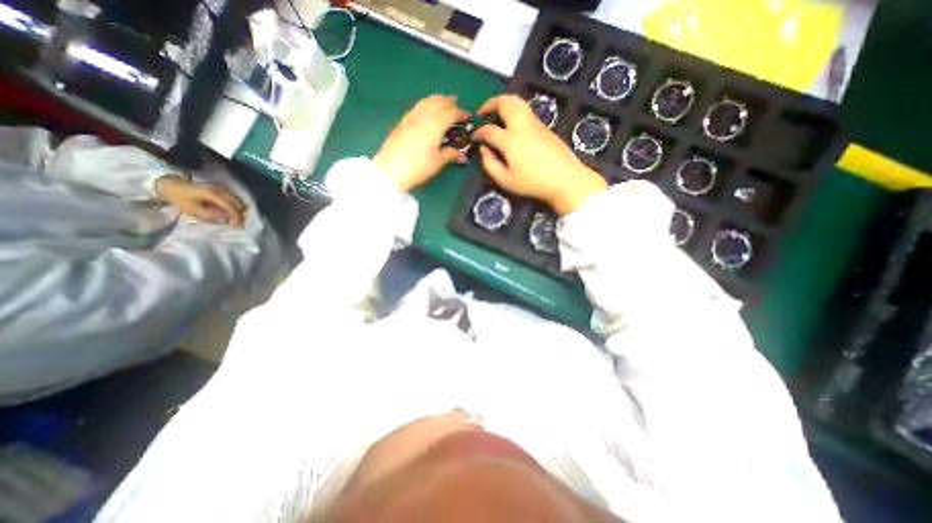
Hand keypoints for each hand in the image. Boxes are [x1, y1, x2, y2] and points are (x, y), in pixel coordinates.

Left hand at [155, 177, 247, 227]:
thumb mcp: (192, 210)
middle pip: (240, 204)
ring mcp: (224, 189)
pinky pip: (234, 199)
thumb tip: (225, 220)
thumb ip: (210, 216)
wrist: (171, 185)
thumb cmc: (180, 198)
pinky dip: (234, 207)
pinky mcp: (222, 189)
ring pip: (239, 202)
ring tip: (232, 219)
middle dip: (240, 215)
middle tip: (237, 224)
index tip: (239, 227)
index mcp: (214, 194)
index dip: (237, 218)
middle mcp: (222, 190)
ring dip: (238, 211)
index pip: (232, 207)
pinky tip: (228, 212)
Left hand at [374, 94, 468, 191]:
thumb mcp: (438, 162)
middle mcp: (424, 116)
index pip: (451, 113)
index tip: (468, 117)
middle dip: (449, 103)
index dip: (461, 113)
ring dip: (437, 100)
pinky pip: (418, 107)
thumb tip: (463, 156)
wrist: (391, 170)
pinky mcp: (402, 122)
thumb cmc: (419, 167)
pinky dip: (426, 104)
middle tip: (457, 106)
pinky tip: (427, 110)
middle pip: (438, 103)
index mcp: (435, 124)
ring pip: (426, 102)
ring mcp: (411, 117)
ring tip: (443, 102)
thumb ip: (451, 154)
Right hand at [474, 95, 603, 214]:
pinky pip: (526, 111)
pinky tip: (512, 125)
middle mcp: (522, 125)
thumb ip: (490, 164)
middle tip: (482, 112)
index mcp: (510, 140)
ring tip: (496, 115)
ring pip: (517, 102)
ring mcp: (535, 123)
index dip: (479, 132)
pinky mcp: (544, 127)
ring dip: (503, 104)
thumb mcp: (506, 180)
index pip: (489, 129)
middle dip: (490, 103)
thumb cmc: (533, 183)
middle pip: (505, 102)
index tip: (475, 138)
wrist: (565, 179)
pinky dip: (514, 111)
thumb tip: (484, 149)